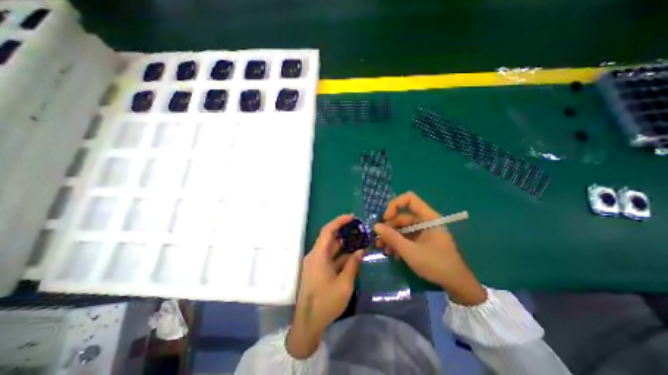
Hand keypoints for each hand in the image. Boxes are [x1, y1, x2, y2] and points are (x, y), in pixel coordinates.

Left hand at [285, 214, 362, 356]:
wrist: (308, 323)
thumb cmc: (326, 303)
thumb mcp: (344, 284)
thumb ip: (353, 265)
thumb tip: (360, 250)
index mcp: (318, 255)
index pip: (328, 231)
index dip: (339, 221)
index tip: (352, 217)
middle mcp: (315, 255)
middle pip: (329, 237)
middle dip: (344, 231)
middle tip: (359, 228)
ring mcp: (316, 262)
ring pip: (331, 247)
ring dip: (344, 244)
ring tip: (359, 239)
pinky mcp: (318, 269)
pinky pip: (330, 257)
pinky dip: (341, 255)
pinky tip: (353, 255)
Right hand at [375, 192, 486, 305]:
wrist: (456, 285)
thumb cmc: (435, 264)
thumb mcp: (410, 251)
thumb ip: (392, 237)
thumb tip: (376, 226)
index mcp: (428, 217)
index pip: (409, 199)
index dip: (395, 205)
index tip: (385, 218)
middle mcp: (425, 221)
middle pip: (402, 216)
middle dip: (389, 227)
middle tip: (378, 239)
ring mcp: (424, 231)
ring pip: (402, 228)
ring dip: (391, 237)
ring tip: (381, 248)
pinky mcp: (422, 240)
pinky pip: (407, 237)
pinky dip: (398, 243)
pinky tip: (392, 254)